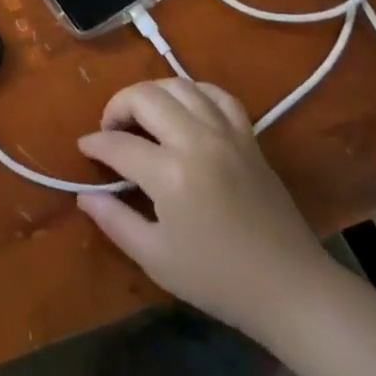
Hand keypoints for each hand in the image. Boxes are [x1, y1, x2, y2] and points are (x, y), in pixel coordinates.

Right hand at [75, 79, 335, 335]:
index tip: (85, 149)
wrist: (292, 290)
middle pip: (144, 97)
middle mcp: (196, 141)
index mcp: (170, 174)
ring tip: (142, 116)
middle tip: (110, 130)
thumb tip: (84, 195)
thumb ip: (115, 220)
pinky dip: (194, 92)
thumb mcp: (157, 258)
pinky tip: (184, 108)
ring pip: (178, 85)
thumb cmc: (219, 280)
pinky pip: (217, 94)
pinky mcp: (248, 137)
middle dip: (117, 106)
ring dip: (151, 93)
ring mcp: (226, 134)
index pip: (118, 144)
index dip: (95, 145)